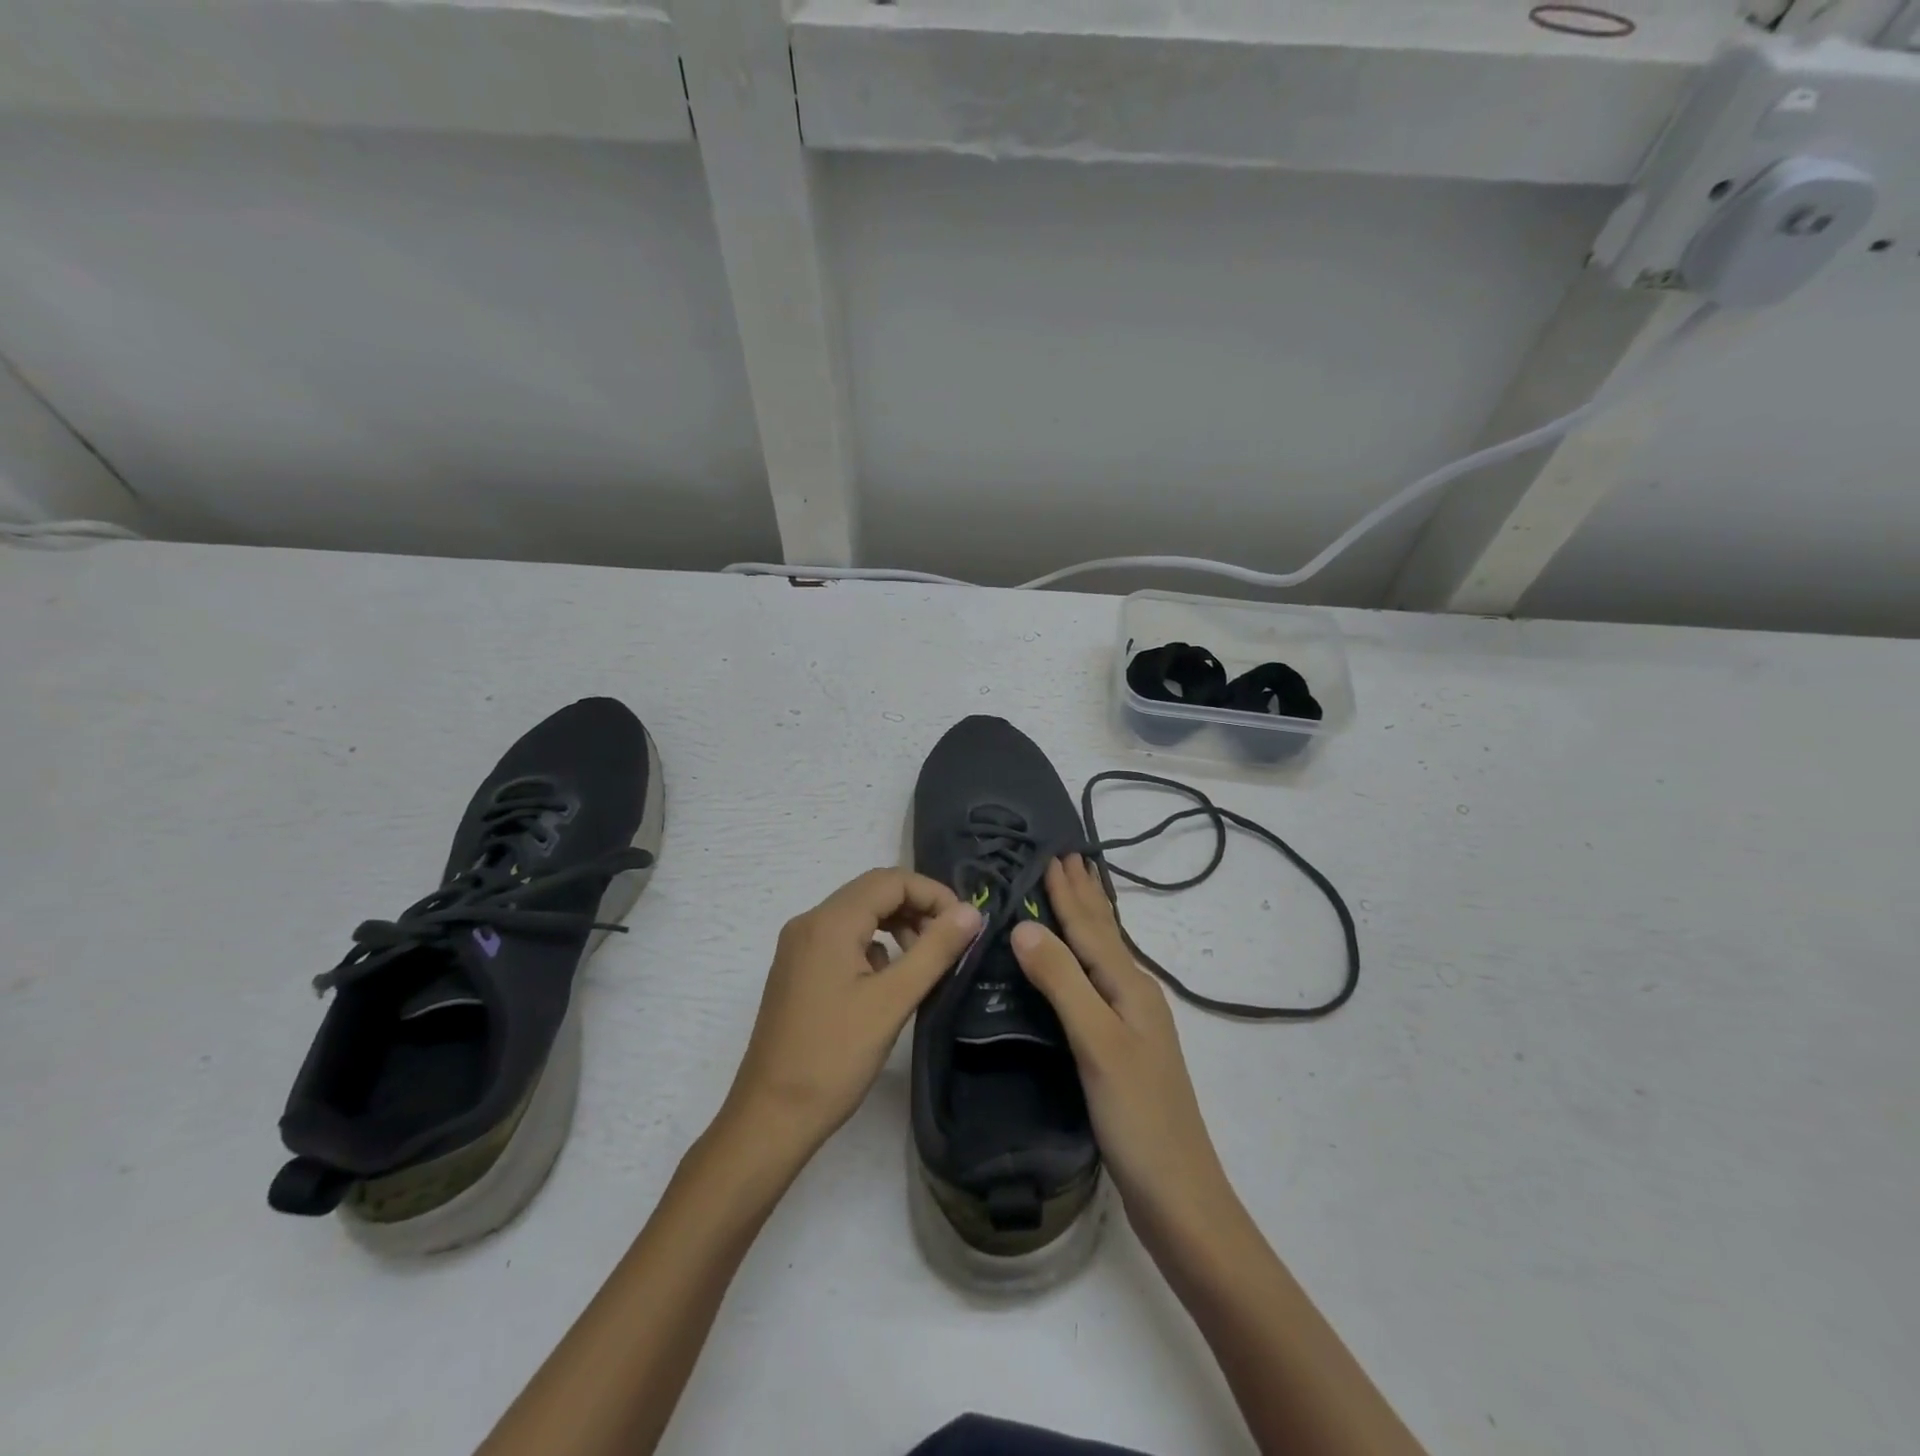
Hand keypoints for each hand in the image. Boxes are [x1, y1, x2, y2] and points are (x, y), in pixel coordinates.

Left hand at [723, 868, 981, 1156]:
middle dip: (916, 907)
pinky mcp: (797, 970)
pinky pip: (842, 938)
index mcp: (829, 922)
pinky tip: (888, 980)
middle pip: (872, 892)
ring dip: (896, 925)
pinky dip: (873, 945)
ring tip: (925, 960)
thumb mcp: (893, 1001)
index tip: (964, 925)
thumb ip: (935, 950)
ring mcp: (798, 946)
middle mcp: (809, 922)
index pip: (890, 881)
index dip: (933, 893)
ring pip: (858, 915)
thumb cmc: (834, 1058)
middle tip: (950, 942)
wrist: (770, 1116)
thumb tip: (971, 911)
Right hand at [1010, 856, 1236, 1243]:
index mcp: (1130, 987)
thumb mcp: (1097, 1043)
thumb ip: (1062, 982)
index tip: (1054, 852)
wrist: (1179, 1196)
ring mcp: (1132, 1024)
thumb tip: (1024, 925)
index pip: (1091, 927)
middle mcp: (1135, 996)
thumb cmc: (1138, 1117)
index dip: (1069, 891)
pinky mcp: (1122, 1049)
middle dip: (1084, 895)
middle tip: (1068, 857)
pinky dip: (1083, 959)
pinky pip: (1098, 983)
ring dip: (1087, 922)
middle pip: (1105, 934)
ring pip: (1104, 957)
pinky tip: (1080, 967)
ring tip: (1073, 894)